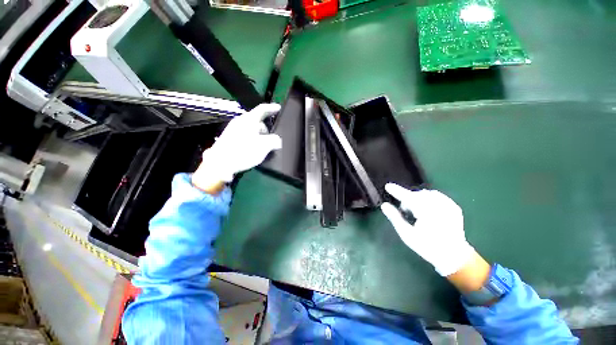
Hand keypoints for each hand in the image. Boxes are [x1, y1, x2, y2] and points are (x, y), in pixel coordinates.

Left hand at [192, 104, 281, 192]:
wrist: (220, 164)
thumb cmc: (243, 152)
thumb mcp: (264, 146)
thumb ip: (274, 141)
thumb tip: (277, 140)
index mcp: (249, 120)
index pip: (262, 109)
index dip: (272, 108)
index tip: (279, 108)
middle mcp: (240, 122)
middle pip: (257, 121)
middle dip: (266, 129)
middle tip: (271, 139)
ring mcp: (234, 129)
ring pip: (251, 129)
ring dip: (259, 136)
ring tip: (262, 147)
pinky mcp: (230, 138)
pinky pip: (246, 135)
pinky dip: (252, 139)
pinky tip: (253, 150)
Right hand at [381, 183, 474, 276]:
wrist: (454, 256)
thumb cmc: (427, 246)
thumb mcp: (407, 234)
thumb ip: (395, 217)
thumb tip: (384, 205)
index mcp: (427, 213)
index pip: (408, 197)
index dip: (397, 191)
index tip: (387, 186)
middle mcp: (439, 206)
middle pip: (417, 195)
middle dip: (408, 200)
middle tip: (405, 212)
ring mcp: (448, 205)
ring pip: (426, 194)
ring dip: (417, 199)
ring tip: (417, 212)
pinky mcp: (454, 207)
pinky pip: (437, 196)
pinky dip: (428, 199)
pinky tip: (427, 209)